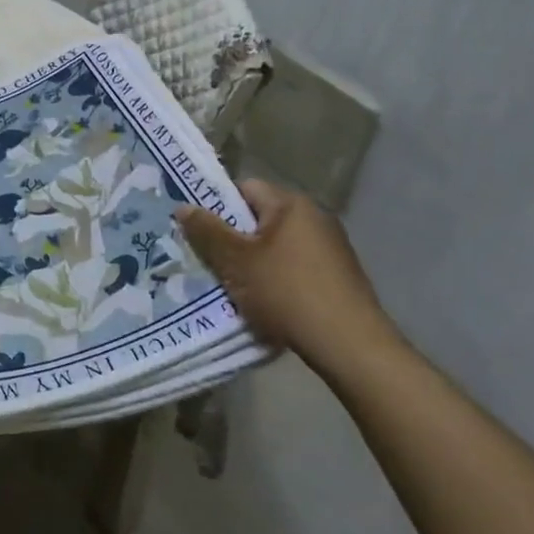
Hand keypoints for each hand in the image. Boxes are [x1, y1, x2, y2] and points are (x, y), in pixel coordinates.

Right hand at [174, 180, 394, 376]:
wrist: (350, 345)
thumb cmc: (287, 292)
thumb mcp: (236, 262)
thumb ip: (207, 231)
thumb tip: (184, 206)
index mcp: (291, 204)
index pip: (245, 188)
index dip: (219, 206)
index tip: (201, 232)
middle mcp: (315, 217)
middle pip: (261, 218)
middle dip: (235, 240)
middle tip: (212, 263)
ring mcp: (332, 247)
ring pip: (278, 246)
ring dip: (256, 263)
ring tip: (236, 288)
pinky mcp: (340, 276)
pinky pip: (297, 267)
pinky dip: (279, 280)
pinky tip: (269, 305)